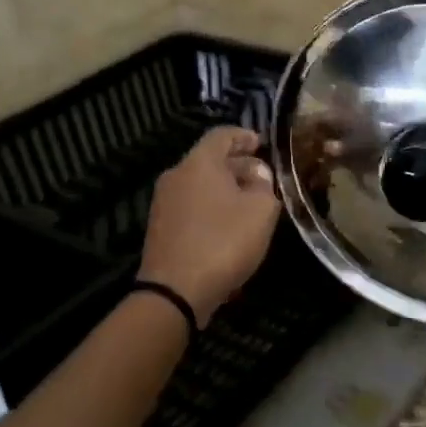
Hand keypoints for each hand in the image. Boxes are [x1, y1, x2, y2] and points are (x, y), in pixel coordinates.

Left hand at [139, 126, 280, 326]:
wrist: (175, 291)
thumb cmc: (223, 242)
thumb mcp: (261, 211)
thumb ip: (264, 186)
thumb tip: (257, 175)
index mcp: (199, 163)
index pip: (222, 135)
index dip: (244, 136)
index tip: (262, 144)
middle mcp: (176, 175)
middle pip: (209, 160)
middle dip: (238, 165)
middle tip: (263, 179)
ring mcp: (164, 203)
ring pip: (200, 184)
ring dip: (225, 189)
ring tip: (250, 204)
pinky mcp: (161, 228)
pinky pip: (192, 206)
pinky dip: (211, 208)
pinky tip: (229, 227)